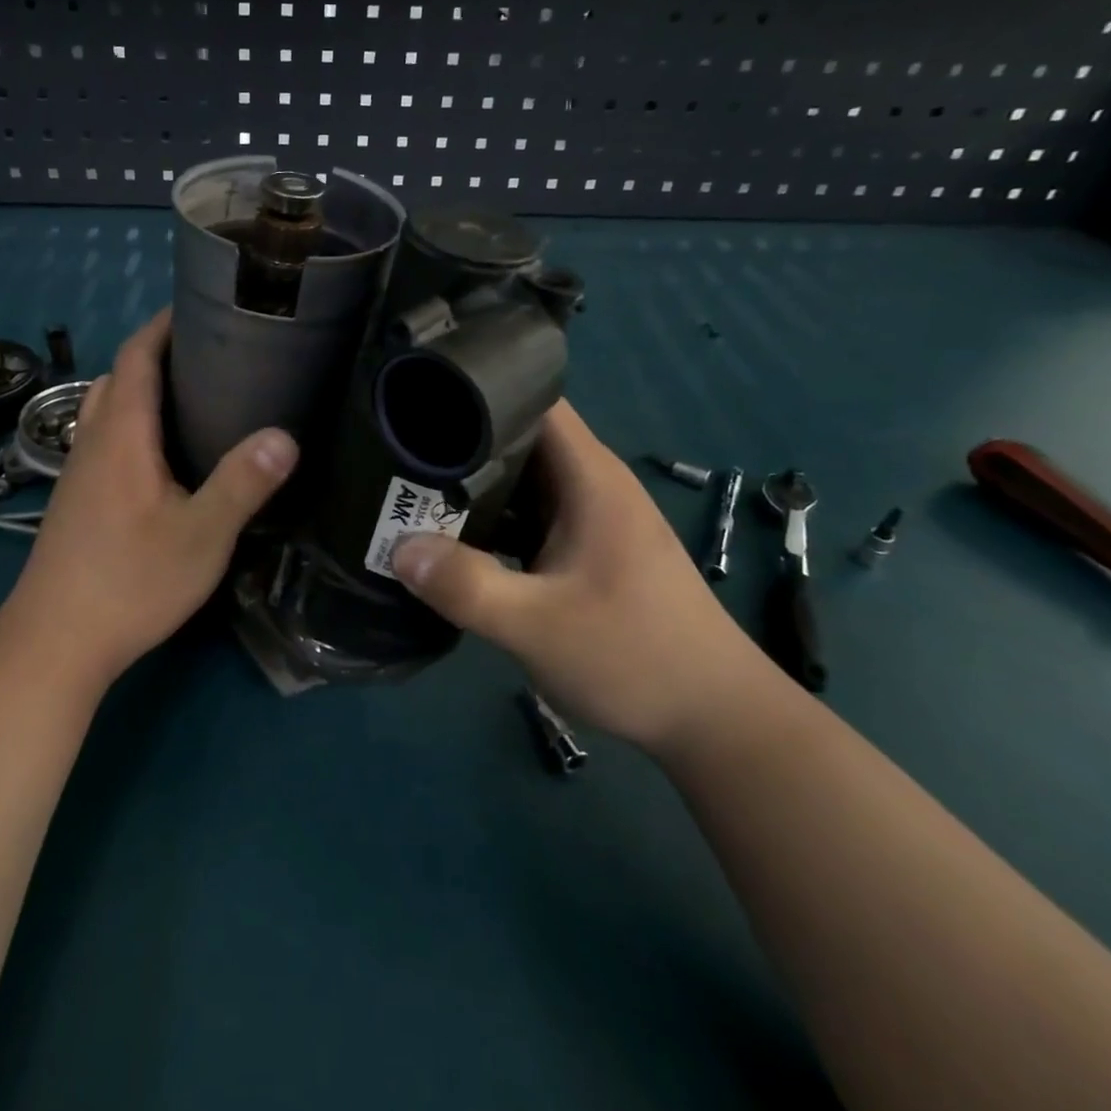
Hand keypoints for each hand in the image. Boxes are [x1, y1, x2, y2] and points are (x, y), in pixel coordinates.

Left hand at [0, 309, 298, 693]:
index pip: (136, 357)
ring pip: (106, 409)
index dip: (161, 326)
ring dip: (140, 388)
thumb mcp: (201, 535)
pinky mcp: (76, 500)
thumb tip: (285, 435)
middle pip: (118, 377)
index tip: (197, 307)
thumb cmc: (130, 582)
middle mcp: (93, 442)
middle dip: (155, 352)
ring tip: (190, 395)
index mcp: (122, 436)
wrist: (55, 641)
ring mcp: (78, 472)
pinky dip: (132, 422)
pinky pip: (104, 438)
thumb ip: (242, 482)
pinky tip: (162, 454)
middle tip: (208, 353)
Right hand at [391, 400, 769, 753]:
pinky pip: (526, 515)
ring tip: (408, 487)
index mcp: (589, 477)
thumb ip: (467, 586)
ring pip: (520, 480)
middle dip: (460, 440)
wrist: (714, 719)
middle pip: (518, 437)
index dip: (479, 392)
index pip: (533, 400)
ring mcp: (588, 518)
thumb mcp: (538, 626)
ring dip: (471, 484)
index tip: (421, 401)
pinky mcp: (583, 550)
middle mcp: (589, 485)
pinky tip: (450, 537)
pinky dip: (490, 519)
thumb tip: (396, 548)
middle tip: (397, 450)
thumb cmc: (635, 656)